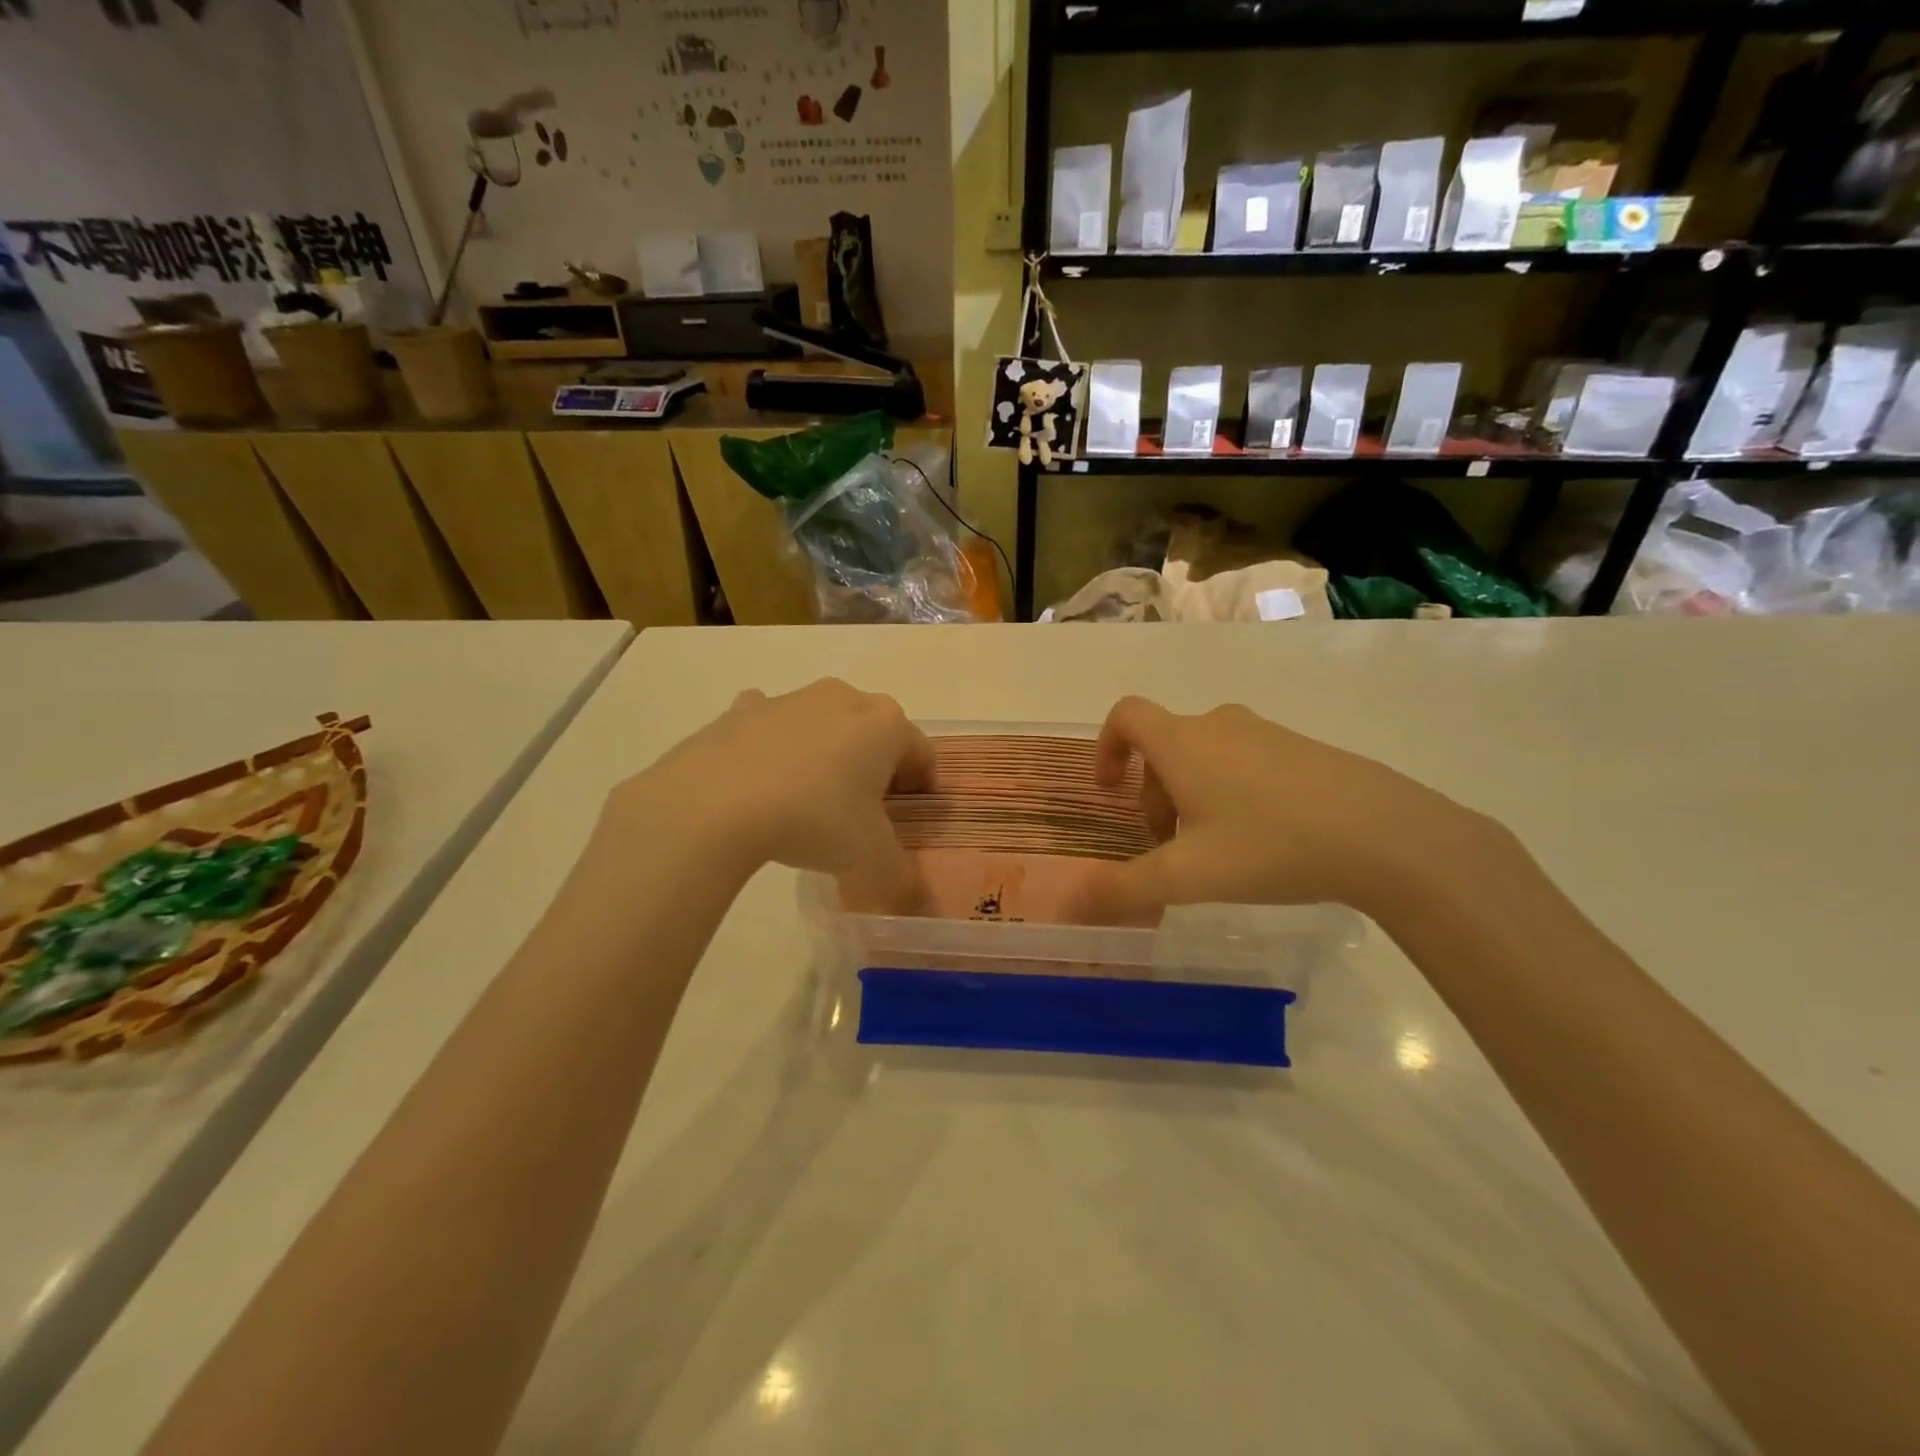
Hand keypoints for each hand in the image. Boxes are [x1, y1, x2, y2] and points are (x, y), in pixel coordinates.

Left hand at [603, 679, 934, 907]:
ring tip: (808, 802)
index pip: (922, 754)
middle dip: (874, 767)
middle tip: (862, 813)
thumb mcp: (870, 859)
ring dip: (825, 755)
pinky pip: (770, 726)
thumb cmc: (814, 819)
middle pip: (874, 732)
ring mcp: (790, 698)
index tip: (908, 819)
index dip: (921, 789)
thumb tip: (910, 893)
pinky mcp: (741, 710)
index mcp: (886, 724)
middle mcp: (844, 698)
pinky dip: (773, 747)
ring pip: (823, 725)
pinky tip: (761, 781)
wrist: (714, 803)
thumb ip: (899, 875)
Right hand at [1066, 697, 1481, 924]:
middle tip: (1166, 843)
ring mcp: (1266, 734)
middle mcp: (1219, 726)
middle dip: (1152, 791)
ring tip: (1213, 847)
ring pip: (1205, 753)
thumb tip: (1066, 907)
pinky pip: (1246, 760)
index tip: (1110, 792)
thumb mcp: (1188, 877)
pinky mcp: (1303, 750)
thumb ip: (1123, 890)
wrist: (1386, 835)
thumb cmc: (1271, 846)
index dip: (1106, 747)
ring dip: (1191, 792)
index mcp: (1183, 743)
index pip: (1126, 716)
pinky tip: (1262, 839)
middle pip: (1164, 744)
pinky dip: (1231, 790)